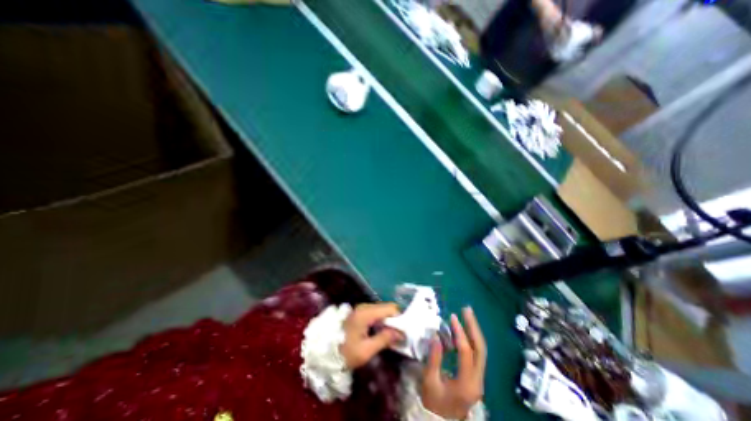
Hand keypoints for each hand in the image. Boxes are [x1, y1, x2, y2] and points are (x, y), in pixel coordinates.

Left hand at [341, 302, 403, 368]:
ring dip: (387, 321)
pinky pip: (374, 313)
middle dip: (393, 320)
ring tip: (389, 336)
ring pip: (381, 310)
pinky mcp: (358, 313)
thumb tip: (400, 333)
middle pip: (386, 308)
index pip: (390, 308)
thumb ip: (384, 339)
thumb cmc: (345, 352)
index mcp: (366, 313)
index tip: (403, 332)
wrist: (323, 353)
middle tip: (397, 336)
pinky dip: (380, 321)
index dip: (399, 318)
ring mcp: (360, 309)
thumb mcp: (366, 350)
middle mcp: (364, 306)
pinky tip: (379, 333)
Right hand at [420, 306, 484, 420]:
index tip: (452, 317)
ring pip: (481, 350)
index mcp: (466, 384)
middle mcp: (478, 381)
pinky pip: (476, 353)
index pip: (466, 353)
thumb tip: (436, 336)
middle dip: (474, 327)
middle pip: (480, 349)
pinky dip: (471, 338)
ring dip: (474, 330)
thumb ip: (434, 359)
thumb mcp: (429, 382)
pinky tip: (464, 329)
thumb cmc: (434, 402)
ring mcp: (479, 379)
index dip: (460, 333)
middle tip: (467, 310)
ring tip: (467, 314)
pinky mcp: (476, 376)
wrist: (443, 420)